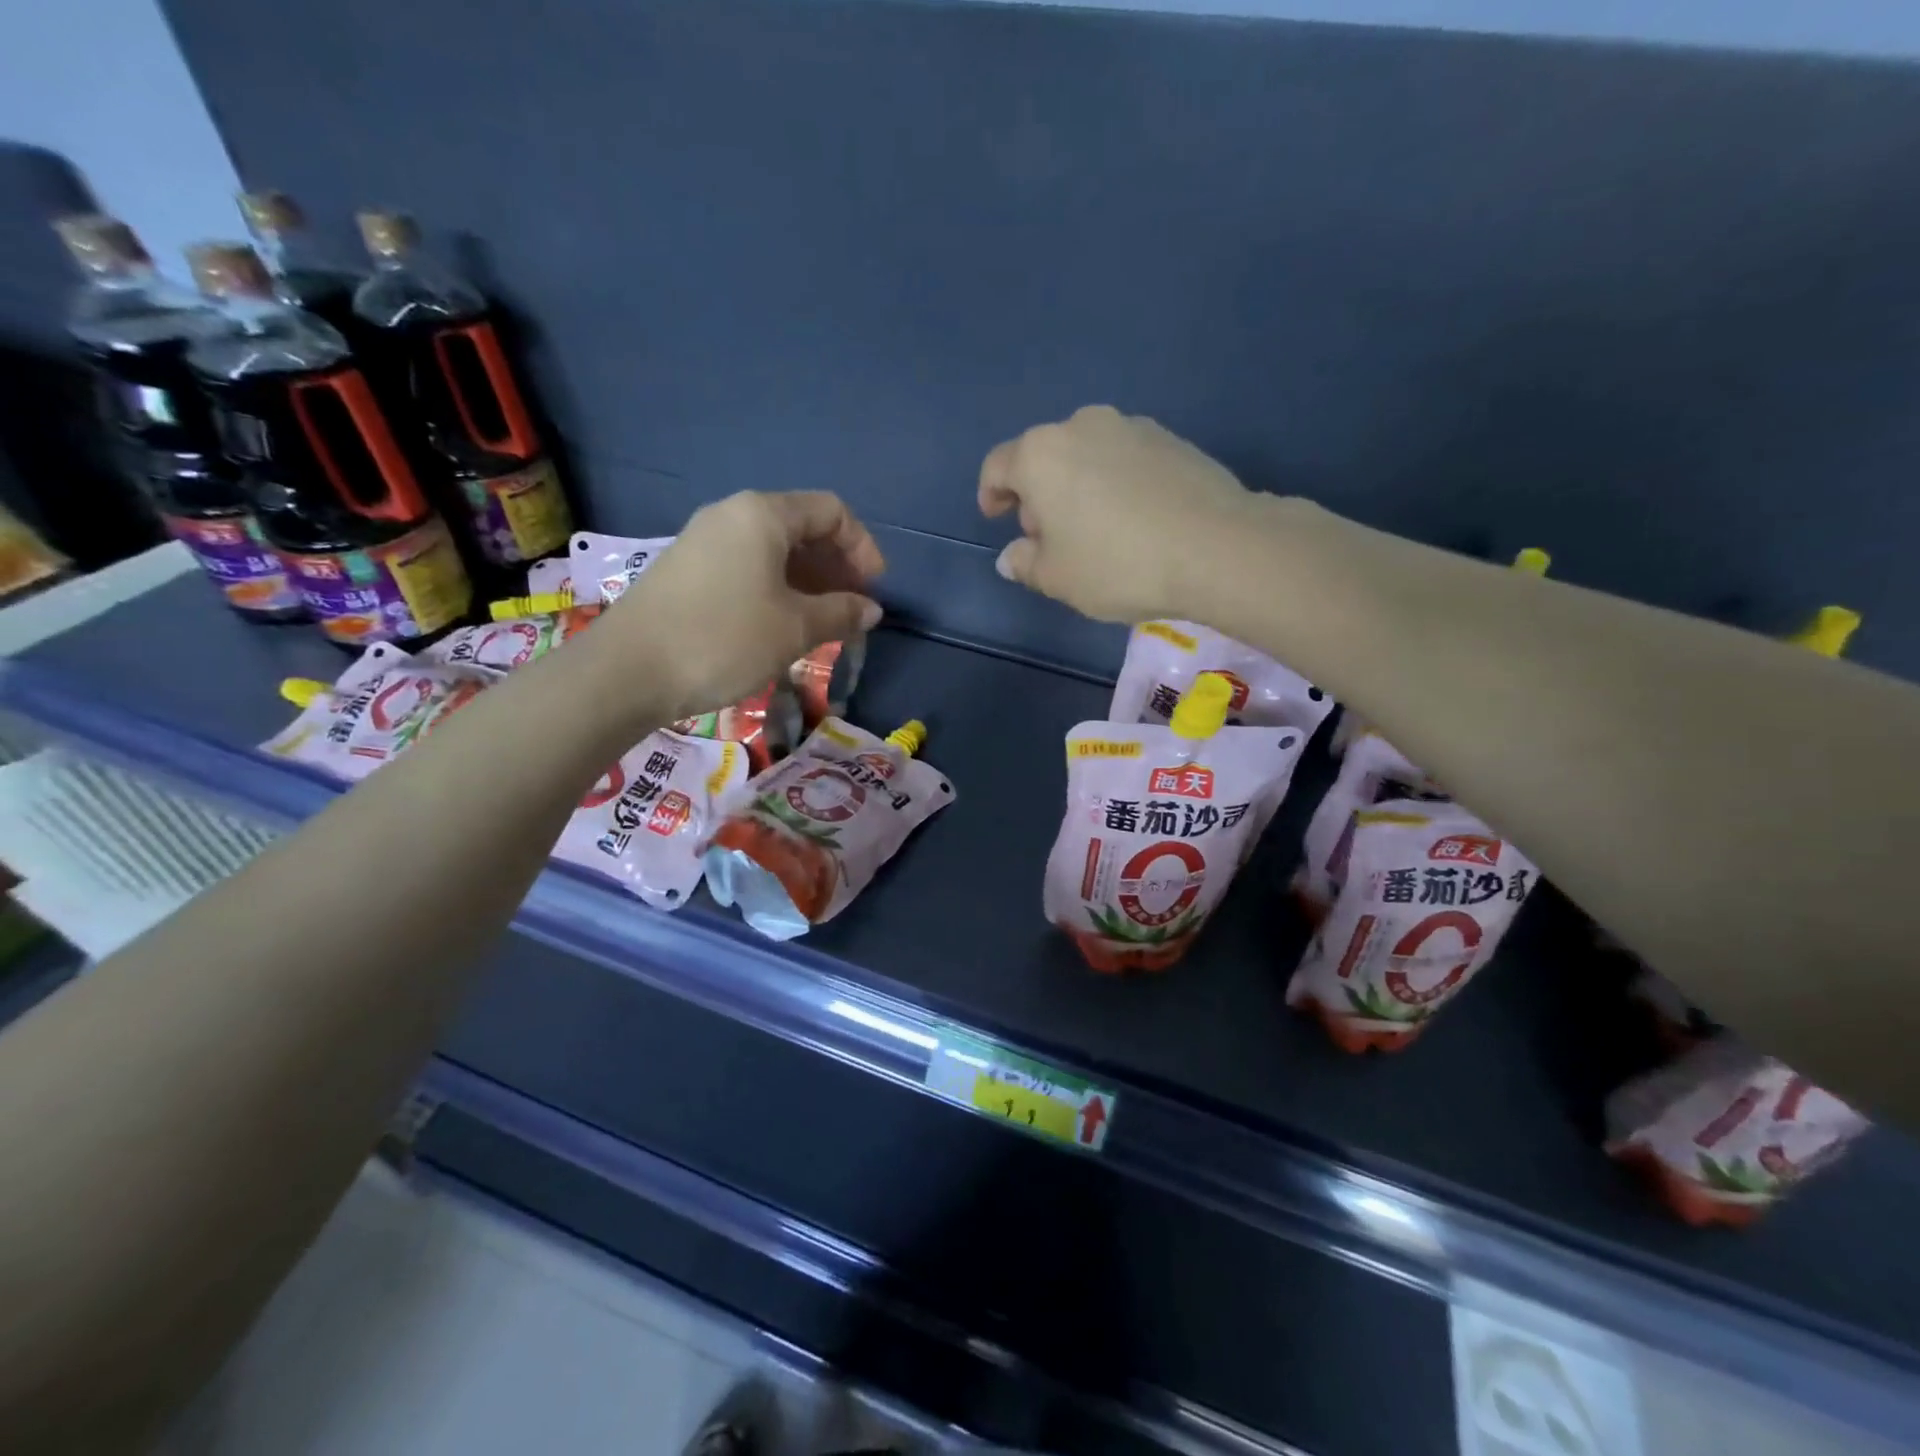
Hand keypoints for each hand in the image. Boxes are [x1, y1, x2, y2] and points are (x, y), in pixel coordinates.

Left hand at [605, 491, 884, 719]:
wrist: (628, 671)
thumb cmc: (724, 639)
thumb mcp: (795, 629)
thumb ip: (841, 613)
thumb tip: (871, 610)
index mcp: (763, 514)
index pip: (831, 511)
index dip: (862, 547)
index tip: (874, 590)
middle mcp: (732, 515)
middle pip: (801, 527)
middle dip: (836, 567)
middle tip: (852, 609)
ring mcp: (704, 541)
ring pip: (773, 550)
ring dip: (808, 582)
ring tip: (824, 623)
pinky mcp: (687, 569)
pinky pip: (747, 566)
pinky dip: (777, 588)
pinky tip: (783, 625)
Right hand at [979, 405, 1255, 622]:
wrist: (1215, 547)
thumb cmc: (1117, 564)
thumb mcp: (1057, 578)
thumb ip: (1025, 563)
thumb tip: (1011, 556)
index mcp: (1041, 454)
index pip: (998, 466)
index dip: (991, 494)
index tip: (996, 517)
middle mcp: (1081, 426)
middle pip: (1044, 457)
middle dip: (1038, 493)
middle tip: (1048, 536)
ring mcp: (1131, 426)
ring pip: (1086, 455)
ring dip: (1078, 486)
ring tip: (1094, 529)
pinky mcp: (1170, 438)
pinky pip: (1124, 459)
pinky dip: (1115, 482)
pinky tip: (1132, 519)